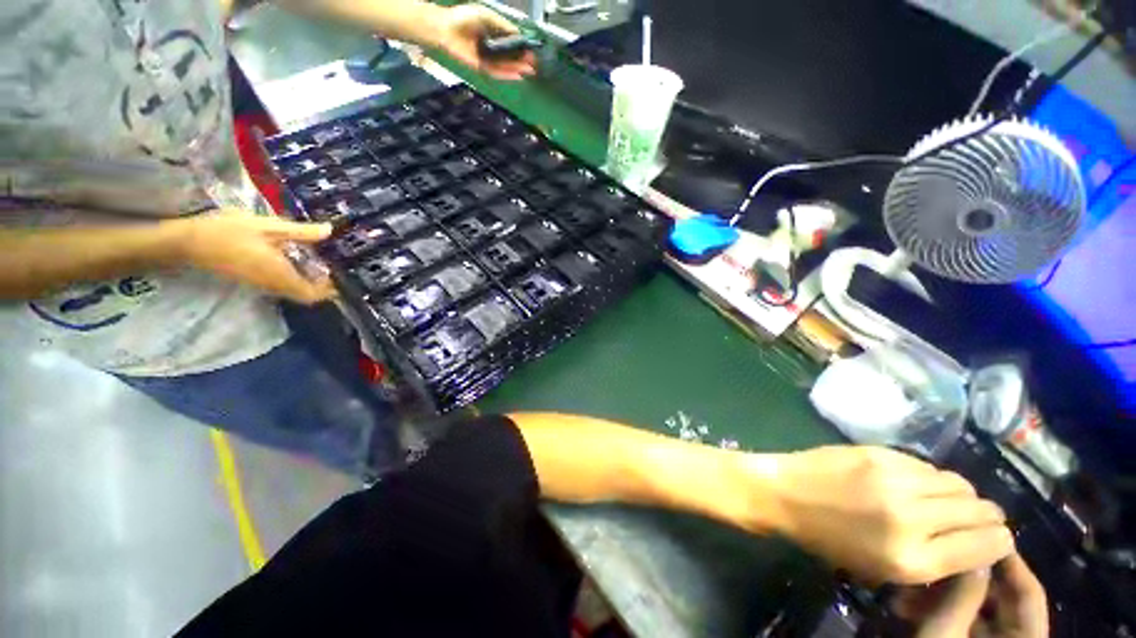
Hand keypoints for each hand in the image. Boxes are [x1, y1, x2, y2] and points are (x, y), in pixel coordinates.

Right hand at [171, 211, 335, 304]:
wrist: (186, 242)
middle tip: (333, 266)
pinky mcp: (252, 280)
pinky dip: (294, 277)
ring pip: (293, 290)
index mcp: (280, 274)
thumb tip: (330, 231)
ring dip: (308, 280)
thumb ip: (300, 232)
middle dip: (322, 285)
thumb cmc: (227, 231)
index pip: (312, 294)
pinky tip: (296, 258)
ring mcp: (261, 284)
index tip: (342, 276)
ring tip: (319, 260)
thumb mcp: (267, 227)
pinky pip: (281, 285)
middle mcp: (273, 285)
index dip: (329, 289)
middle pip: (305, 295)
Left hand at [433, 4, 536, 80]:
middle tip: (533, 65)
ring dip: (517, 69)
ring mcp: (487, 58)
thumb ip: (502, 25)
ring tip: (528, 71)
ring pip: (505, 66)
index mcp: (494, 33)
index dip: (522, 48)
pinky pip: (497, 72)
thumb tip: (518, 34)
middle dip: (522, 61)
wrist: (444, 28)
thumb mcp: (486, 15)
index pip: (512, 43)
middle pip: (510, 57)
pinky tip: (516, 75)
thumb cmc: (462, 18)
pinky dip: (507, 74)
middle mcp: (492, 47)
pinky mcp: (482, 67)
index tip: (532, 52)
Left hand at [743, 446, 1014, 583]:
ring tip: (944, 499)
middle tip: (975, 517)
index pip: (986, 545)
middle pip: (979, 509)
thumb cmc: (828, 539)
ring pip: (957, 482)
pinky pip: (925, 465)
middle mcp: (912, 517)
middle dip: (985, 515)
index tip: (996, 538)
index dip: (998, 541)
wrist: (784, 494)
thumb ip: (933, 559)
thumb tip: (975, 542)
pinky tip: (914, 482)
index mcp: (912, 559)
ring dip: (959, 493)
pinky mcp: (878, 453)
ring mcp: (895, 479)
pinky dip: (929, 476)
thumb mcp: (882, 569)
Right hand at [893, 554, 1048, 637]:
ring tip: (907, 586)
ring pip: (973, 607)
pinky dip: (933, 608)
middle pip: (998, 598)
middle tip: (933, 554)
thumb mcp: (943, 637)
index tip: (983, 531)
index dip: (1011, 562)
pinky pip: (955, 618)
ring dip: (941, 592)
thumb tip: (971, 551)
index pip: (1029, 595)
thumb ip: (960, 598)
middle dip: (963, 577)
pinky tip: (903, 602)